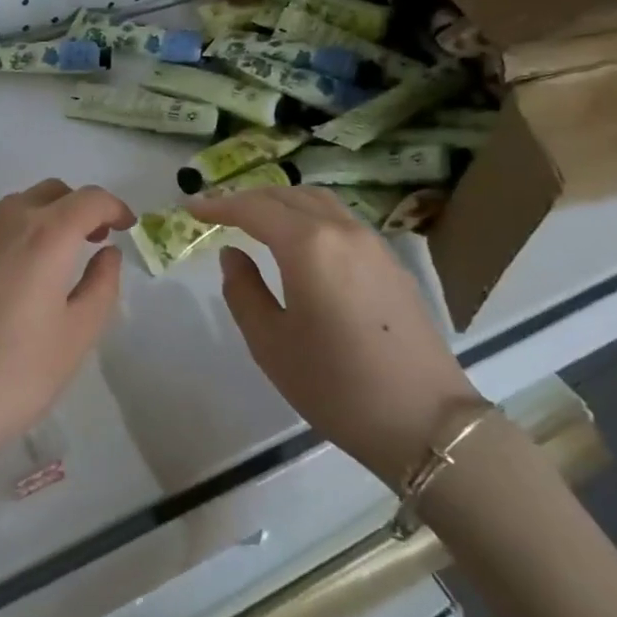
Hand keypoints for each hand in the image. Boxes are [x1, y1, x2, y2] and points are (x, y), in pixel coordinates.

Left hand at [0, 179, 134, 455]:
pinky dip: (16, 232)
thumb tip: (108, 253)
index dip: (114, 206)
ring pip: (18, 205)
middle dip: (79, 206)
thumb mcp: (77, 335)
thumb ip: (101, 286)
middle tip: (94, 238)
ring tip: (58, 253)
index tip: (126, 226)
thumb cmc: (18, 372)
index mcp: (47, 236)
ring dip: (46, 215)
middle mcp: (8, 223)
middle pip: (51, 192)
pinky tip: (18, 271)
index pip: (89, 199)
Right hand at [188, 187, 480, 485]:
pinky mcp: (392, 263)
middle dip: (248, 198)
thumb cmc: (336, 385)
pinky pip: (341, 221)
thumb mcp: (270, 343)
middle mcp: (342, 231)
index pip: (254, 208)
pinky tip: (300, 243)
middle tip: (218, 212)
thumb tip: (233, 254)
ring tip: (255, 220)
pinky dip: (310, 217)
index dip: (218, 205)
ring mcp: (373, 244)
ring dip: (282, 203)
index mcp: (308, 245)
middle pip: (287, 195)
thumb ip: (243, 290)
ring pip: (319, 202)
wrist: (425, 421)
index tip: (191, 208)